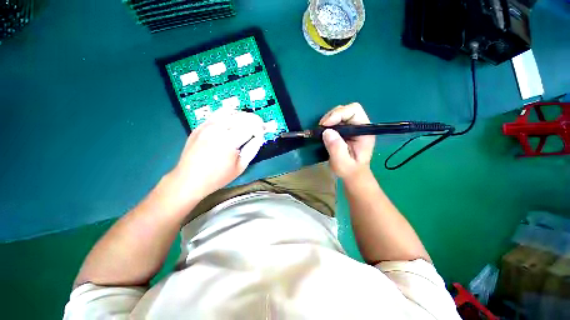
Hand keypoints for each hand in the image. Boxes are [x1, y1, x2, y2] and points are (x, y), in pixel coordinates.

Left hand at [171, 109, 265, 200]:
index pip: (251, 126)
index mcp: (229, 141)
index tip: (264, 130)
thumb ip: (253, 148)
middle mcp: (218, 129)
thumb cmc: (218, 177)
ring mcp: (207, 125)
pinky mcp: (200, 126)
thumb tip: (260, 136)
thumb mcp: (241, 166)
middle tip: (259, 127)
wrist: (189, 180)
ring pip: (231, 112)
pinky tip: (233, 121)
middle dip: (254, 120)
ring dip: (243, 116)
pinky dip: (229, 115)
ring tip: (247, 124)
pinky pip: (217, 113)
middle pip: (242, 116)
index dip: (260, 127)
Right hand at [319, 103, 374, 178]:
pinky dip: (328, 123)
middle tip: (321, 127)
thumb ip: (336, 148)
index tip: (325, 125)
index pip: (354, 111)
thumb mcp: (342, 162)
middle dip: (332, 115)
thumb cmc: (349, 170)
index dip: (339, 114)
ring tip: (321, 129)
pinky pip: (336, 120)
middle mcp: (360, 126)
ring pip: (340, 113)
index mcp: (364, 131)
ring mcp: (353, 127)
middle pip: (347, 110)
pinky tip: (323, 131)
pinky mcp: (346, 130)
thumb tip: (327, 131)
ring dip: (329, 119)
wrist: (352, 174)